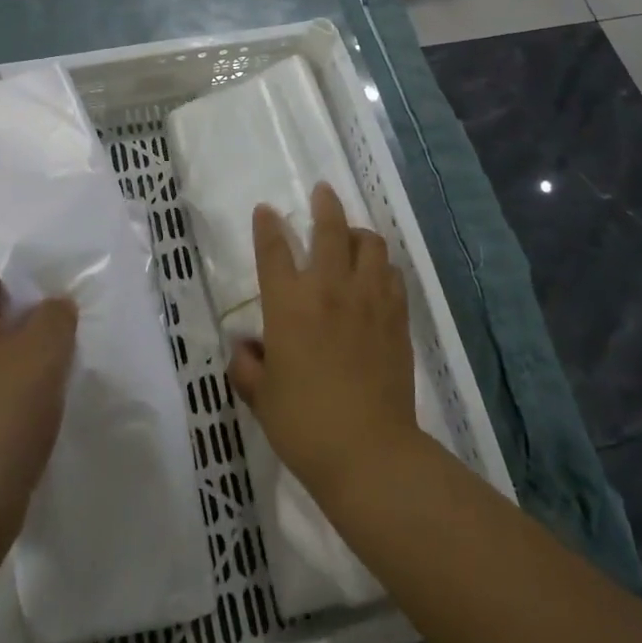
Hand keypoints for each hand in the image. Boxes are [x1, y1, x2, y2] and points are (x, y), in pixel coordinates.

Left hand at [0, 249, 77, 560]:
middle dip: (29, 298)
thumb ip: (55, 314)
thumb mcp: (41, 353)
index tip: (53, 268)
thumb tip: (54, 308)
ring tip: (67, 345)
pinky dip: (20, 374)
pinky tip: (49, 388)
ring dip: (28, 339)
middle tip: (69, 305)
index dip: (14, 254)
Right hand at [227, 184, 419, 501]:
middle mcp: (329, 289)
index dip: (268, 226)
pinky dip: (382, 266)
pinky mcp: (396, 316)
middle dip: (324, 205)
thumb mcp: (262, 399)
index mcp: (289, 304)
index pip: (274, 251)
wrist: (368, 451)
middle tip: (323, 191)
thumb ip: (248, 369)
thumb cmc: (304, 424)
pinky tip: (377, 276)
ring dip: (359, 233)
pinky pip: (392, 274)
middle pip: (330, 229)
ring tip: (352, 237)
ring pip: (370, 244)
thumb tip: (245, 351)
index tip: (266, 210)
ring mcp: (368, 299)